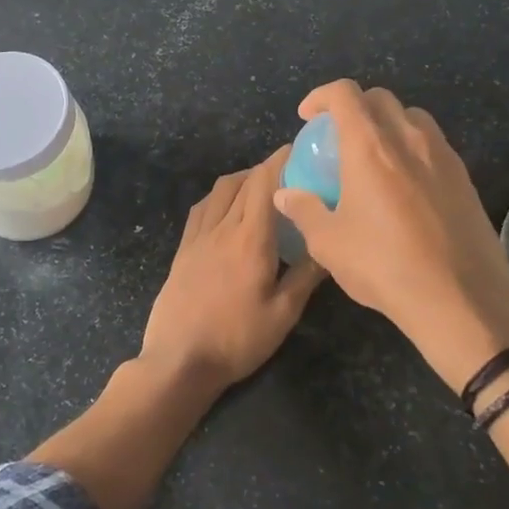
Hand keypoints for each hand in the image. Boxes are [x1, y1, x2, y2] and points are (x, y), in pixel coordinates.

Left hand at [141, 148, 326, 390]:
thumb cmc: (237, 339)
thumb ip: (306, 276)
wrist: (179, 359)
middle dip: (267, 168)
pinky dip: (220, 197)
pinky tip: (228, 210)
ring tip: (262, 188)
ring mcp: (198, 236)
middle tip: (291, 171)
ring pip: (220, 190)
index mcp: (250, 238)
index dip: (281, 159)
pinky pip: (201, 208)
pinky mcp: (183, 249)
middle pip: (244, 181)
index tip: (299, 148)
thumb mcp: (283, 314)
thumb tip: (330, 246)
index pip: (265, 183)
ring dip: (242, 179)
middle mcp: (222, 227)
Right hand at [272, 81, 508, 391]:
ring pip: (412, 117)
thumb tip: (285, 194)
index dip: (321, 96)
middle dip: (354, 107)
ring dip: (387, 124)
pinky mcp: (465, 177)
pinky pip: (433, 145)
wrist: (460, 300)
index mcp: (370, 146)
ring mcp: (442, 155)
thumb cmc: (384, 266)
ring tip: (374, 156)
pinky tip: (405, 185)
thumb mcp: (329, 243)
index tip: (307, 117)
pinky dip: (412, 148)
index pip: (345, 93)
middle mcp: (408, 138)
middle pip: (380, 98)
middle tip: (338, 137)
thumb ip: (304, 210)